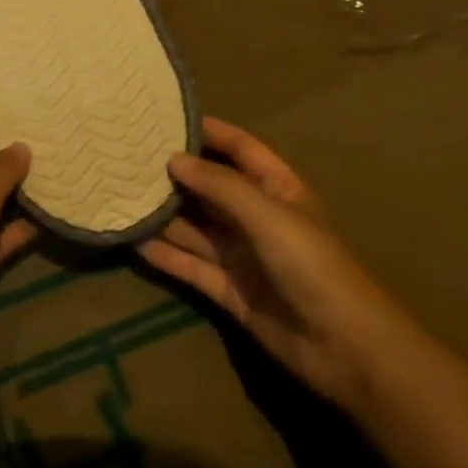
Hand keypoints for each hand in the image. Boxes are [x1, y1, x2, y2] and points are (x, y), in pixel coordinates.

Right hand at [137, 116, 405, 408]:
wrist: (345, 349)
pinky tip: (135, 242)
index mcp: (276, 189)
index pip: (240, 148)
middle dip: (176, 173)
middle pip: (211, 187)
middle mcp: (256, 217)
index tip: (166, 118)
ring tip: (122, 194)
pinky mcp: (230, 291)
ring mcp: (242, 255)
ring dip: (165, 215)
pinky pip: (192, 266)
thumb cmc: (312, 266)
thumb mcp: (268, 215)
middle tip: (130, 156)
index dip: (209, 132)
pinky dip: (166, 255)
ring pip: (196, 227)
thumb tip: (174, 159)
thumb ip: (220, 186)